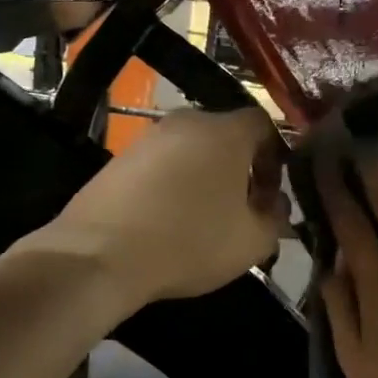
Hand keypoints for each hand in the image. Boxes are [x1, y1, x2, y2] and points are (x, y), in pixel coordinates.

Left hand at [23, 106, 289, 307]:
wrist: (101, 255)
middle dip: (239, 169)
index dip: (275, 158)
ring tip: (203, 219)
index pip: (264, 125)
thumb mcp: (251, 242)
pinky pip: (160, 166)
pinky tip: (167, 221)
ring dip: (204, 177)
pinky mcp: (118, 158)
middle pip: (225, 136)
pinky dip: (171, 185)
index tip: (270, 195)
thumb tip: (275, 206)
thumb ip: (275, 219)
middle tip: (241, 209)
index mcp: (226, 132)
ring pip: (191, 151)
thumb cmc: (189, 242)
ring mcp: (148, 138)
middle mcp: (187, 122)